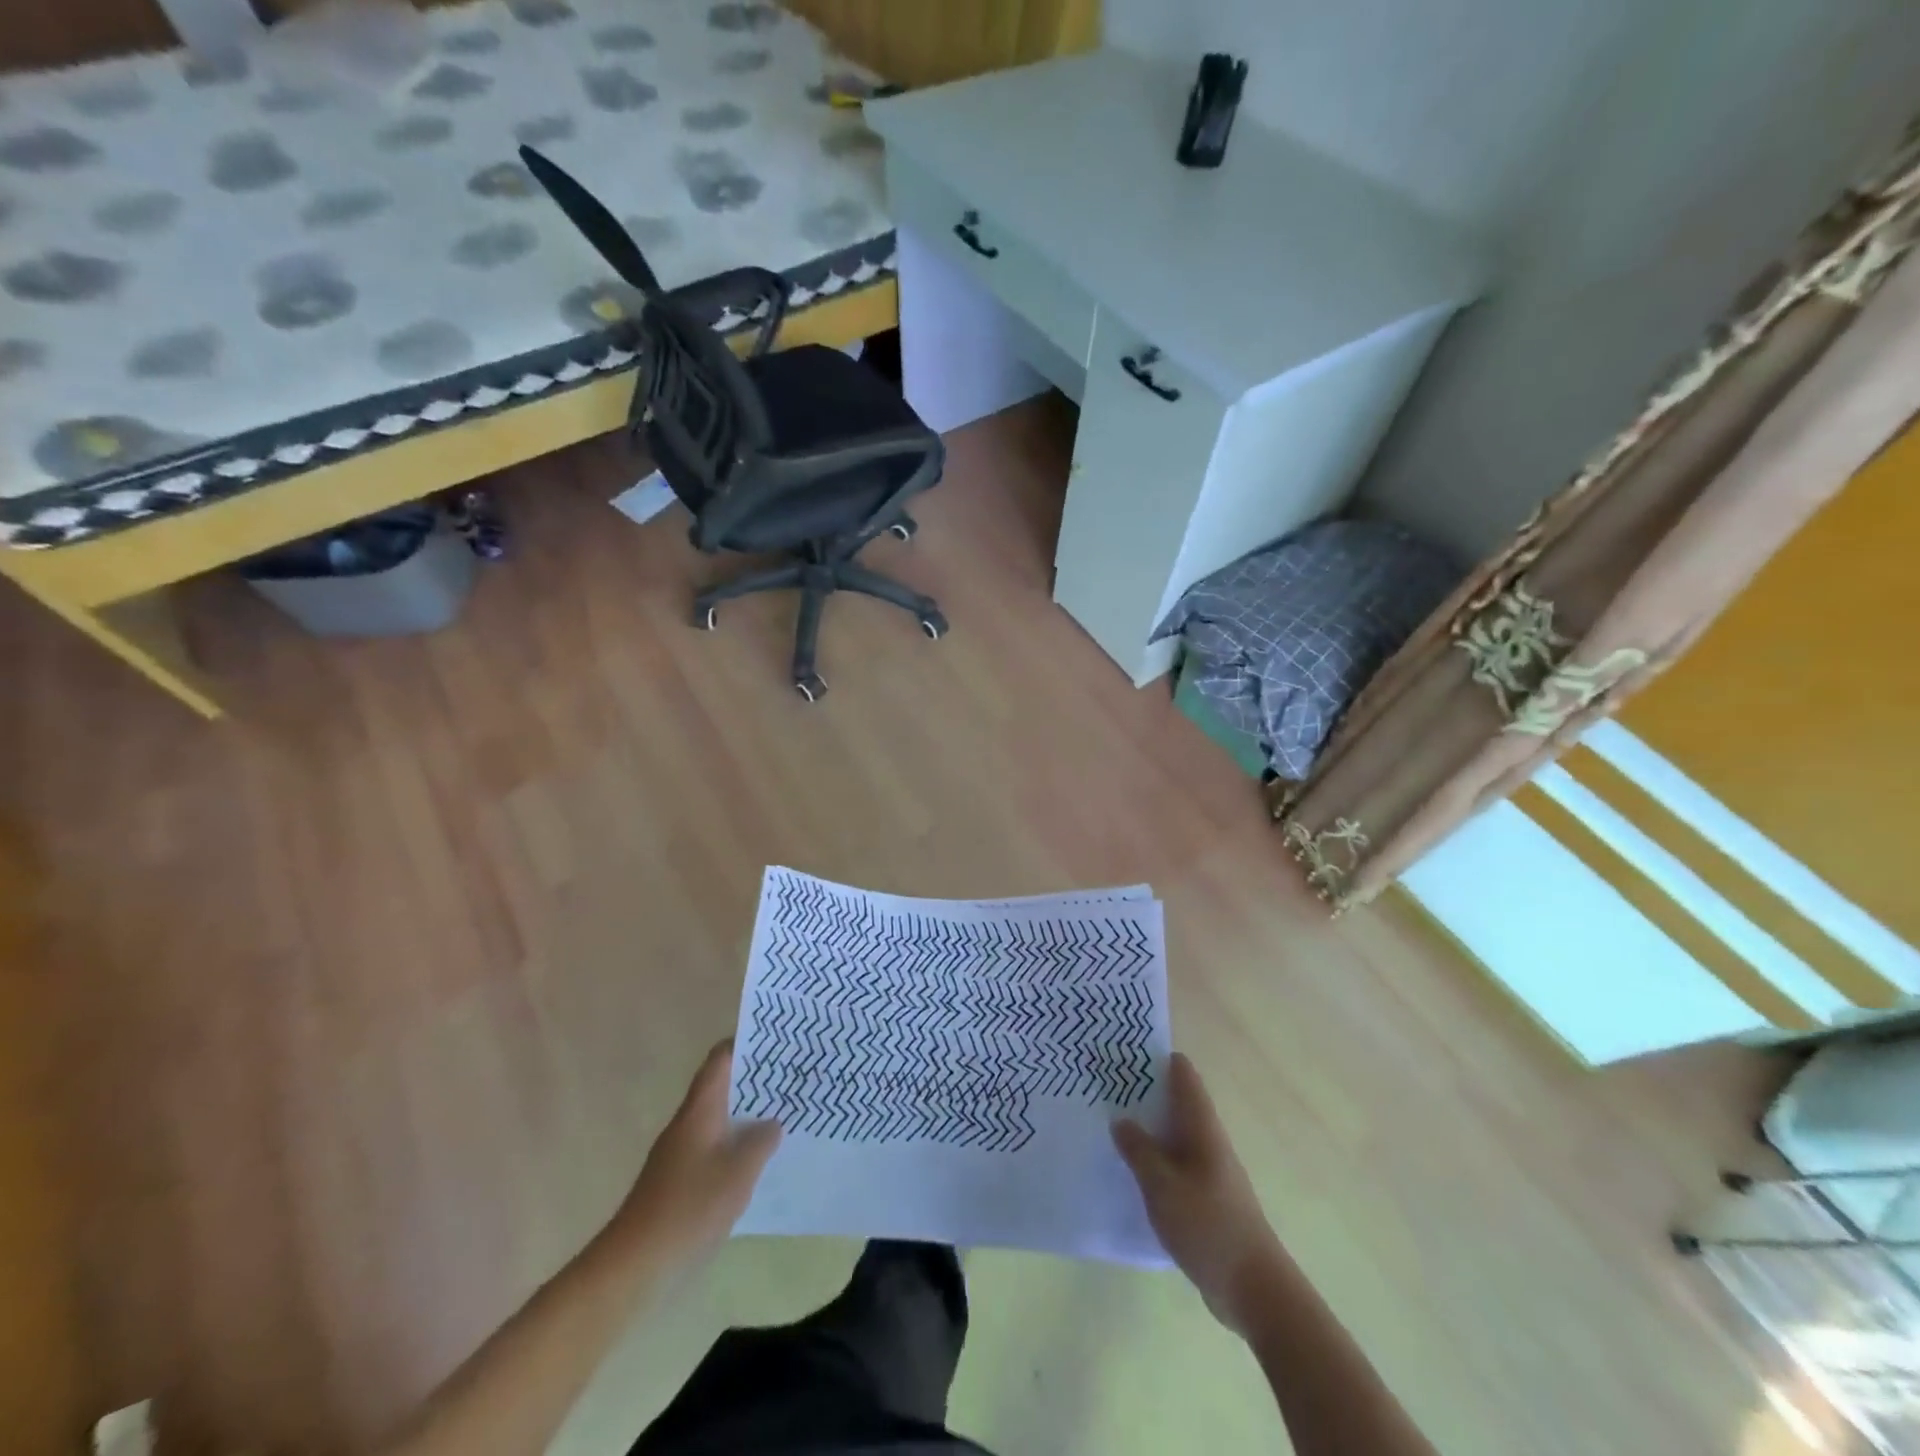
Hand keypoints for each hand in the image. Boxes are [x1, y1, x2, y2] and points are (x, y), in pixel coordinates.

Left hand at [611, 1040, 780, 1272]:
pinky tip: (759, 1161)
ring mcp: (680, 1153)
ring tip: (783, 1114)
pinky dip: (736, 1145)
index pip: (720, 1059)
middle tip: (790, 1077)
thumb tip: (772, 1123)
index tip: (776, 1041)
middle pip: (721, 1087)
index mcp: (699, 1110)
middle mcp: (687, 1123)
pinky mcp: (679, 1182)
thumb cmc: (689, 1208)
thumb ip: (761, 1141)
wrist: (635, 1266)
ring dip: (747, 1114)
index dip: (745, 1043)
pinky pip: (714, 1148)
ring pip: (719, 1119)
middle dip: (753, 1080)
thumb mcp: (738, 1172)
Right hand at [1113, 1053, 1285, 1336]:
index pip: (1183, 1075)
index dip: (1156, 1057)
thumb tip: (1121, 1119)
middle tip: (1104, 1082)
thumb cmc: (1209, 1226)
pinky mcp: (1205, 1198)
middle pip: (1176, 1101)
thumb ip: (1139, 1150)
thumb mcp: (1163, 1185)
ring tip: (1108, 1120)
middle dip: (1144, 1090)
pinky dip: (1153, 1158)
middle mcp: (1208, 1140)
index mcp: (1202, 1126)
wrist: (1254, 1288)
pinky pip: (1174, 1164)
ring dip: (1147, 1126)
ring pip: (1173, 1134)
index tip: (1124, 1049)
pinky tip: (1129, 1170)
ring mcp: (1208, 1170)